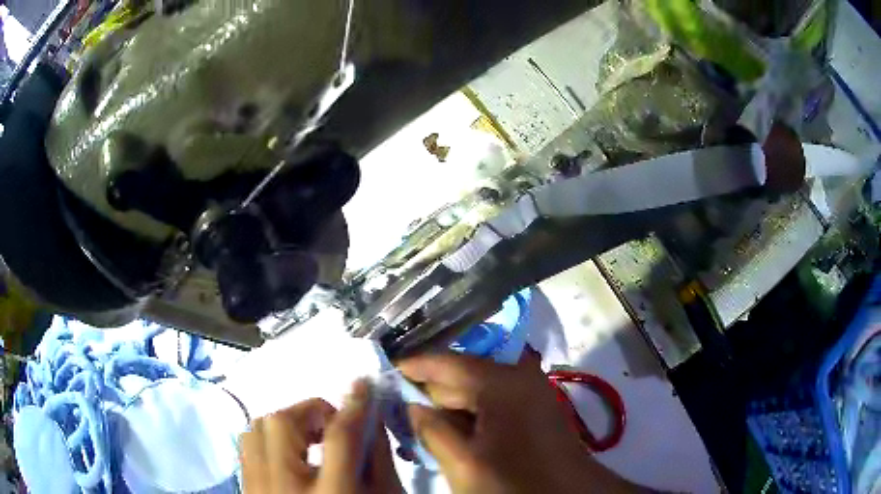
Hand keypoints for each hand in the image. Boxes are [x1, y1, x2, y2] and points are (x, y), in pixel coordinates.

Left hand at [240, 380, 403, 493]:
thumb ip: (378, 459)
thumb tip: (369, 418)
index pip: (339, 438)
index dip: (353, 406)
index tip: (362, 385)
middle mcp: (284, 488)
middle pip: (281, 424)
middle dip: (310, 412)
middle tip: (330, 425)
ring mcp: (258, 489)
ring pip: (257, 430)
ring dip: (286, 424)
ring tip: (310, 438)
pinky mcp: (247, 489)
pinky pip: (248, 447)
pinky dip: (269, 439)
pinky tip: (290, 454)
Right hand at [399, 350, 641, 493]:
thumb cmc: (517, 481)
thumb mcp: (464, 462)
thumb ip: (432, 430)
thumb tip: (410, 405)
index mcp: (502, 382)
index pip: (447, 362)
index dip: (415, 366)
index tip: (386, 371)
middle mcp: (518, 376)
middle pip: (461, 375)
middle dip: (429, 390)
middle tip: (398, 403)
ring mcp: (529, 390)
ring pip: (476, 390)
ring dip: (449, 405)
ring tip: (420, 420)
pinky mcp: (533, 407)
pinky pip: (492, 401)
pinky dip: (470, 413)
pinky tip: (453, 430)